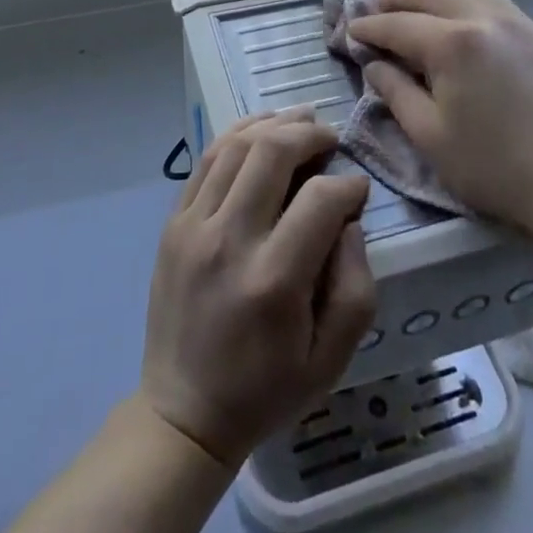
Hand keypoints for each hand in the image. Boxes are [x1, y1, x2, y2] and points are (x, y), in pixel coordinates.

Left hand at [140, 108, 375, 468]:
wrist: (183, 412)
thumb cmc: (266, 389)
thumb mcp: (332, 359)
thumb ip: (356, 285)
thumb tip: (348, 220)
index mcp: (273, 280)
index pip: (319, 199)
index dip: (348, 185)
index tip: (358, 190)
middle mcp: (229, 241)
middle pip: (272, 152)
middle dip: (310, 133)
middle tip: (331, 138)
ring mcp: (193, 227)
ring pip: (235, 146)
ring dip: (273, 124)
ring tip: (300, 120)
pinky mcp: (173, 223)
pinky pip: (206, 160)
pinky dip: (236, 136)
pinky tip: (259, 131)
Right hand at [347, 0, 532, 240]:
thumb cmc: (493, 167)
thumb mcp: (430, 136)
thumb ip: (395, 92)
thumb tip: (375, 64)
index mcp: (453, 43)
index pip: (398, 25)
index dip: (370, 26)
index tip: (351, 30)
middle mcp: (486, 19)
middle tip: (378, 8)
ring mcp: (521, 24)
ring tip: (421, 11)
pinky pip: (499, 6)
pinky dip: (471, 6)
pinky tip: (468, 29)